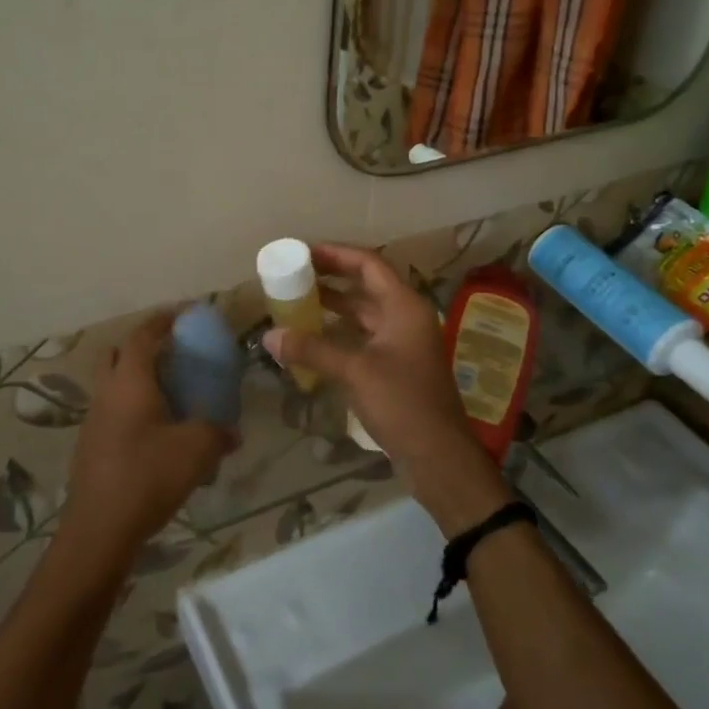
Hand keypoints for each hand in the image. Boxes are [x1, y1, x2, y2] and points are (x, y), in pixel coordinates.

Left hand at [56, 312, 234, 577]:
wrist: (99, 528)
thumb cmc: (148, 476)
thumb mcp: (196, 451)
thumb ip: (218, 433)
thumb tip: (233, 432)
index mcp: (130, 381)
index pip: (142, 336)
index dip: (161, 321)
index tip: (181, 316)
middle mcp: (106, 392)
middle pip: (117, 354)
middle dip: (142, 347)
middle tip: (171, 355)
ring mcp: (93, 419)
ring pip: (112, 384)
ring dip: (135, 380)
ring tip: (167, 394)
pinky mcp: (90, 445)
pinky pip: (111, 411)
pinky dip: (130, 408)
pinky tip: (154, 432)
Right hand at [263, 243, 509, 534]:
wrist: (439, 456)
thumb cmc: (403, 404)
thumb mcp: (355, 372)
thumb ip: (312, 350)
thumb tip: (269, 336)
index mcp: (404, 306)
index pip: (368, 264)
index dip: (335, 254)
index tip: (303, 252)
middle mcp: (406, 317)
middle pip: (365, 285)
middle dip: (330, 278)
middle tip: (294, 274)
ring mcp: (403, 342)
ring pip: (363, 312)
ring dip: (333, 305)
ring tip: (297, 301)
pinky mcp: (397, 365)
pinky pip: (363, 336)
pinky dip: (339, 331)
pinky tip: (313, 337)